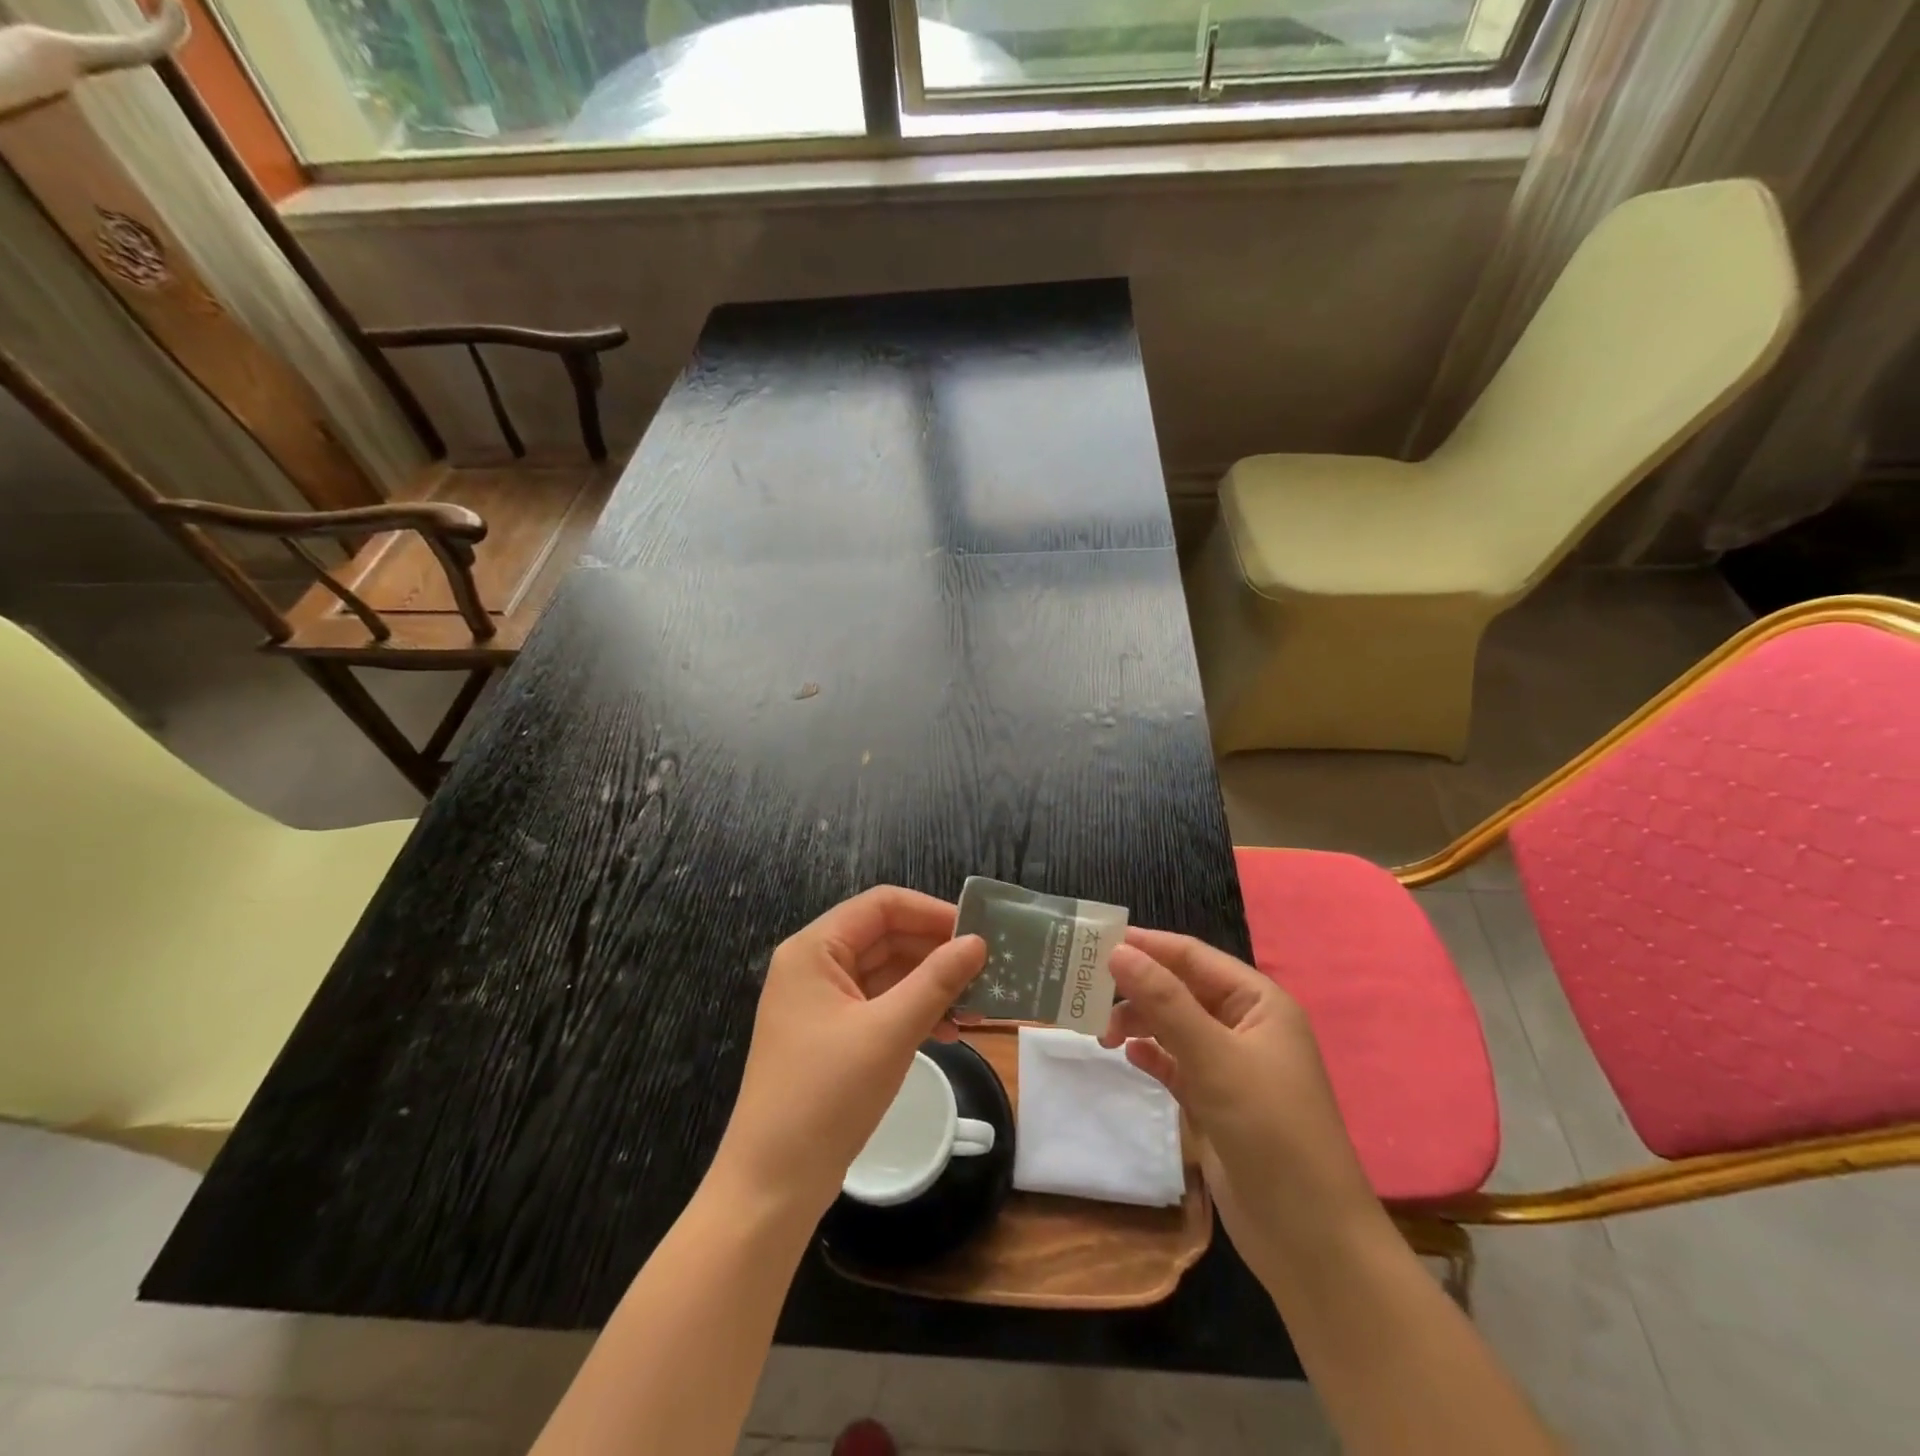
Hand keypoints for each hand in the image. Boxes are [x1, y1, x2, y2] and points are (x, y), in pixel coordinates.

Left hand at [713, 887, 986, 1219]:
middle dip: (935, 952)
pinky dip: (913, 1012)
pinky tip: (948, 1032)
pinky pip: (879, 1005)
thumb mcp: (889, 1032)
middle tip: (986, 971)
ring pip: (886, 973)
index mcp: (815, 950)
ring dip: (929, 986)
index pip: (881, 905)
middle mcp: (814, 966)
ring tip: (976, 1006)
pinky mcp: (831, 1036)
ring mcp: (821, 1003)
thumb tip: (977, 943)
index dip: (931, 912)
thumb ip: (937, 981)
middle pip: (885, 937)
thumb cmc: (827, 1096)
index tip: (977, 933)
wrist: (772, 1185)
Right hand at [1099, 930, 1384, 1275]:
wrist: (1309, 1239)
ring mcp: (1231, 1066)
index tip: (1094, 940)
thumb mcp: (1214, 1057)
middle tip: (1086, 992)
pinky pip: (1176, 1063)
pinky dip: (1152, 1055)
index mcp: (1258, 1003)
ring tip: (1101, 1035)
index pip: (1192, 957)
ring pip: (1174, 1026)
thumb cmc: (1269, 1130)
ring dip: (1139, 1023)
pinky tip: (1128, 1056)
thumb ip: (1164, 1002)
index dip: (1146, 945)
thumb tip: (1118, 951)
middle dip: (1137, 988)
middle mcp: (1245, 1026)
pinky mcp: (1216, 1102)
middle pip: (1180, 989)